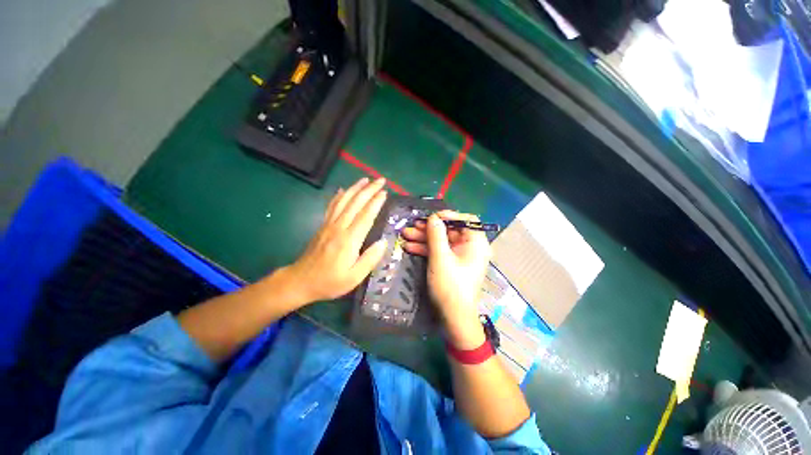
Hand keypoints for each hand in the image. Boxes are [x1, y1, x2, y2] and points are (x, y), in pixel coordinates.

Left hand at [283, 178, 388, 303]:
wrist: (300, 282)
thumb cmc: (329, 282)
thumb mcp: (354, 278)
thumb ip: (370, 259)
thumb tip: (383, 242)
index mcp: (349, 240)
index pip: (365, 216)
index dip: (375, 202)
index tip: (385, 192)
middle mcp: (339, 228)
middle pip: (355, 203)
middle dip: (369, 190)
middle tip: (381, 180)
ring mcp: (329, 225)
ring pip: (343, 201)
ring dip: (355, 188)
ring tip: (365, 179)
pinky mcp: (323, 226)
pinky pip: (332, 206)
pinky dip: (339, 196)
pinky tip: (343, 189)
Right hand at [401, 211, 491, 348]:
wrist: (454, 317)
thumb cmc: (450, 286)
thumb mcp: (440, 257)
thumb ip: (436, 235)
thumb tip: (433, 217)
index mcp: (476, 243)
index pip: (466, 220)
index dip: (448, 216)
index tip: (431, 217)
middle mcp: (470, 247)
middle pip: (450, 231)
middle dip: (429, 229)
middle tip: (411, 226)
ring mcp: (461, 256)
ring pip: (442, 241)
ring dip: (424, 238)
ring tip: (405, 235)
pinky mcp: (452, 264)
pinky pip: (440, 252)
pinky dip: (426, 249)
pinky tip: (409, 247)